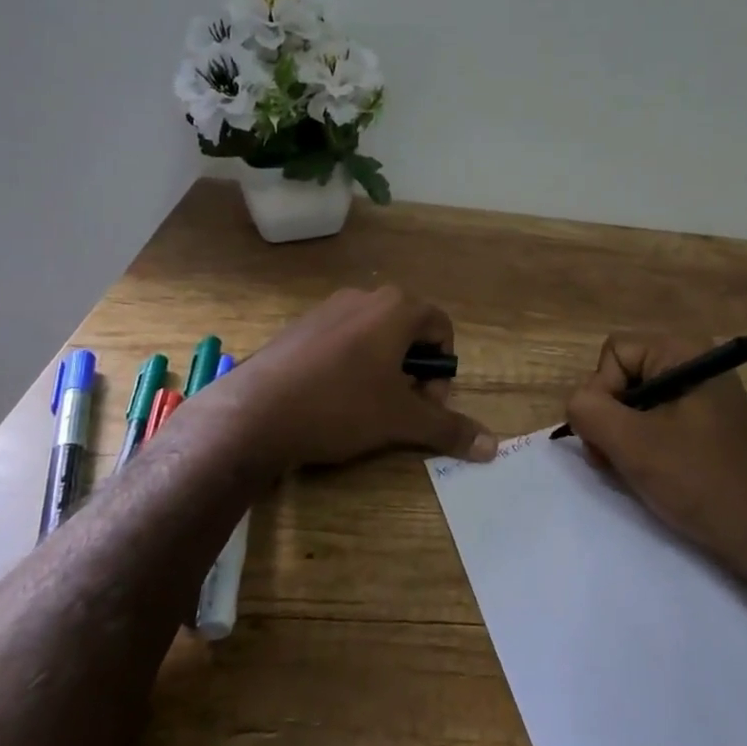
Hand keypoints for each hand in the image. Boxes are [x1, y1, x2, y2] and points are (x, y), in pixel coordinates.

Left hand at [183, 286, 497, 470]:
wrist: (253, 413)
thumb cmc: (340, 406)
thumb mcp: (401, 420)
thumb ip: (449, 428)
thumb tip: (493, 447)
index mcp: (396, 308)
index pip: (441, 327)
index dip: (442, 368)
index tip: (426, 401)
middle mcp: (364, 298)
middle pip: (408, 329)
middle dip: (414, 368)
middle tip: (400, 406)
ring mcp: (327, 309)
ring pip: (374, 335)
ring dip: (383, 367)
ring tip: (365, 406)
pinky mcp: (299, 326)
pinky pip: (342, 340)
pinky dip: (351, 365)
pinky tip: (331, 399)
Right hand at [564, 333, 746, 587]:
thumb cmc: (703, 481)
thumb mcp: (634, 443)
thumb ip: (589, 411)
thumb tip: (577, 404)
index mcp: (684, 353)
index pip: (613, 352)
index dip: (601, 391)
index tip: (612, 435)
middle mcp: (695, 366)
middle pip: (623, 377)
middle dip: (610, 419)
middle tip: (617, 460)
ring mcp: (703, 399)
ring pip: (636, 406)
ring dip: (624, 439)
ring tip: (636, 474)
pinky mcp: (707, 430)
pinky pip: (658, 426)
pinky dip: (645, 450)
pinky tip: (653, 478)